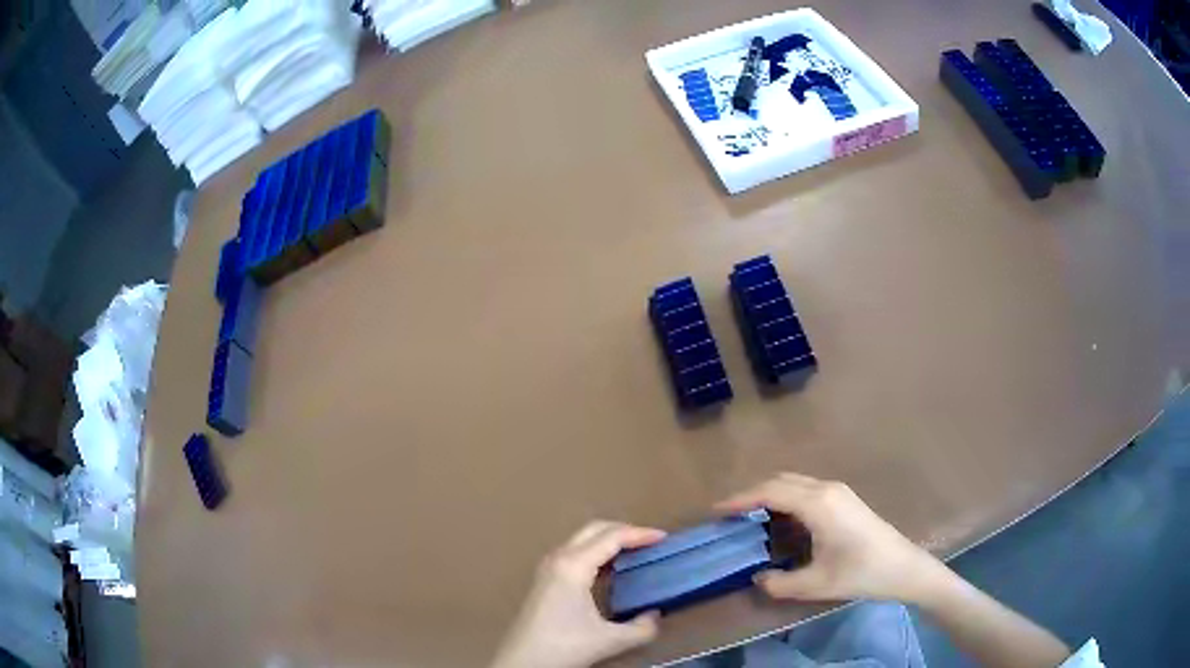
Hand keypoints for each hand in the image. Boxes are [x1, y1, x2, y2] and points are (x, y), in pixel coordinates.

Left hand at [491, 521, 666, 667]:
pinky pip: (574, 551)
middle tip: (650, 542)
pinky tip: (609, 570)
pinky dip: (595, 551)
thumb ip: (642, 628)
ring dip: (608, 540)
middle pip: (594, 529)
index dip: (639, 534)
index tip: (663, 539)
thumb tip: (655, 615)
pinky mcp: (543, 578)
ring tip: (634, 553)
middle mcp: (558, 557)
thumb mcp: (610, 640)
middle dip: (624, 530)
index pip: (611, 536)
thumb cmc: (565, 646)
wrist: (522, 661)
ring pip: (581, 538)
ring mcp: (547, 566)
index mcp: (573, 565)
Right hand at [717, 473, 943, 603]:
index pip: (770, 492)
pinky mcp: (845, 499)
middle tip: (729, 515)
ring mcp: (838, 491)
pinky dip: (786, 499)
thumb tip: (758, 579)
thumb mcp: (816, 584)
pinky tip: (781, 522)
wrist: (903, 567)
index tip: (716, 510)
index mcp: (818, 504)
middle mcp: (826, 489)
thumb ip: (779, 584)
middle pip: (780, 481)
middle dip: (752, 493)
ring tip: (749, 518)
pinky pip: (806, 490)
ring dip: (770, 495)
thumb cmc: (861, 573)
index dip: (740, 499)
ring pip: (794, 483)